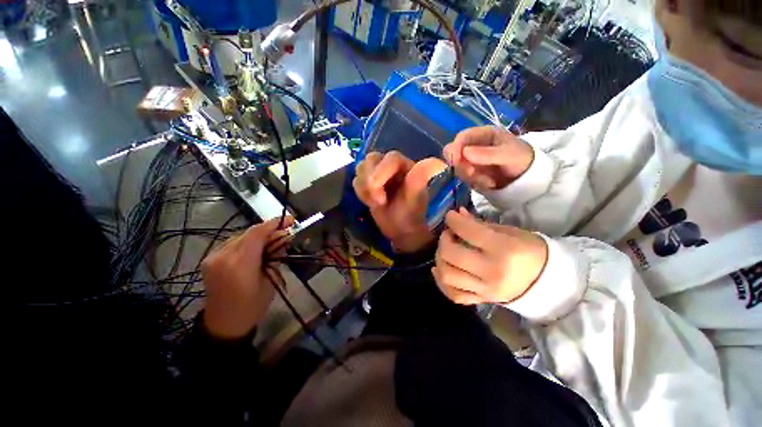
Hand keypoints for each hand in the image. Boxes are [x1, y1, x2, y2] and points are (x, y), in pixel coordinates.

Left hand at [201, 216, 294, 338]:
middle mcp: (223, 256)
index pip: (257, 234)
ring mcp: (213, 257)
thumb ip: (276, 256)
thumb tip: (284, 238)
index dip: (274, 223)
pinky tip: (257, 247)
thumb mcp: (271, 280)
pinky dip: (248, 241)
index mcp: (240, 265)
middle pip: (249, 232)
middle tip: (285, 230)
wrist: (224, 324)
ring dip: (258, 235)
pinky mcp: (210, 259)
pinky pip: (233, 243)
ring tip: (273, 239)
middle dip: (269, 229)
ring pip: (241, 236)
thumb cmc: (253, 306)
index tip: (290, 219)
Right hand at [353, 151, 446, 252]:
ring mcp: (378, 172)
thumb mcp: (415, 200)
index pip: (390, 158)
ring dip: (365, 189)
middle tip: (379, 203)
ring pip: (361, 168)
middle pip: (371, 159)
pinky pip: (356, 180)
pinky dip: (361, 193)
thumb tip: (440, 163)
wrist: (400, 230)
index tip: (380, 199)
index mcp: (406, 166)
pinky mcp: (368, 181)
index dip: (381, 174)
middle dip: (371, 183)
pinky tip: (371, 202)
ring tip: (377, 203)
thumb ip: (420, 180)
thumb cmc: (410, 215)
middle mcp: (392, 165)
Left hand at [432, 208, 547, 304]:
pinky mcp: (482, 301)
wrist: (548, 282)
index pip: (468, 231)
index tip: (450, 216)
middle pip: (451, 255)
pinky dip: (441, 281)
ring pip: (447, 275)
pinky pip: (453, 294)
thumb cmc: (529, 250)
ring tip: (445, 251)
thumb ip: (479, 224)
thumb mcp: (508, 232)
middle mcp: (492, 272)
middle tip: (449, 234)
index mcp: (504, 250)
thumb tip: (458, 214)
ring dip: (440, 259)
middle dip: (444, 240)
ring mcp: (486, 290)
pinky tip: (440, 269)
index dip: (454, 220)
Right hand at [443, 126, 533, 191]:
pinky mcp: (470, 173)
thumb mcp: (508, 154)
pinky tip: (489, 184)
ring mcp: (470, 161)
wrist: (528, 177)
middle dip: (460, 166)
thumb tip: (464, 152)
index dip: (455, 148)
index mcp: (483, 135)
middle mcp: (473, 146)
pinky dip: (476, 183)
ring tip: (490, 182)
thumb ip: (487, 153)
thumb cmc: (521, 158)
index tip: (455, 162)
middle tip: (472, 174)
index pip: (461, 137)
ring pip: (458, 168)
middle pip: (453, 153)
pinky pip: (464, 179)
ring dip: (471, 177)